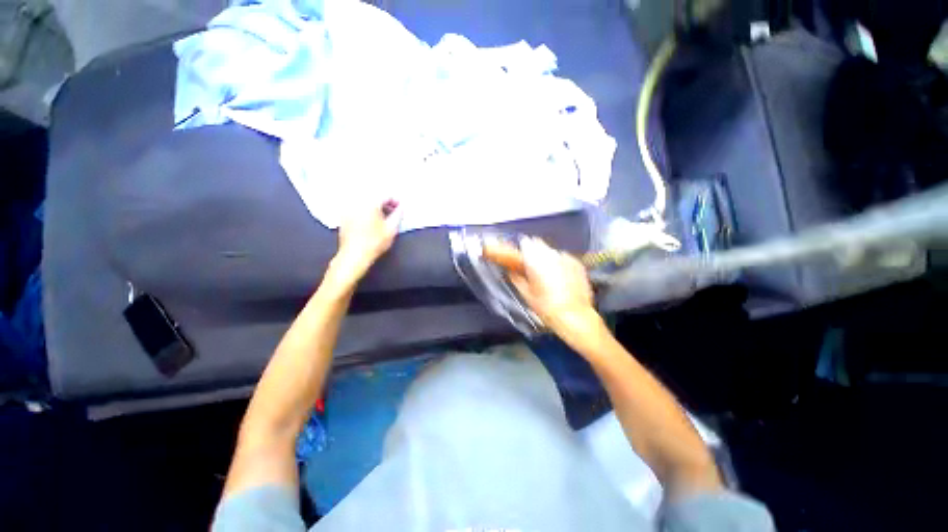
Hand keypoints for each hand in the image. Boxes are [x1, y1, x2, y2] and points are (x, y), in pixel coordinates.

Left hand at [331, 199, 401, 284]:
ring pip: (366, 202)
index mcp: (370, 203)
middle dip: (385, 203)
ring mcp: (348, 209)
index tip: (401, 208)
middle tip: (394, 212)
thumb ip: (398, 215)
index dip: (396, 200)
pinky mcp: (344, 217)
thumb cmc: (375, 242)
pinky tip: (372, 221)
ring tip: (383, 217)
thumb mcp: (392, 229)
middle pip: (375, 196)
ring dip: (376, 207)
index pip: (386, 195)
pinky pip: (358, 208)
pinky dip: (366, 211)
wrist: (354, 255)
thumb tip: (402, 207)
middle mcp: (358, 202)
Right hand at [503, 238, 601, 341]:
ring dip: (545, 258)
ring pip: (551, 251)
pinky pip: (563, 258)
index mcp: (536, 260)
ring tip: (547, 275)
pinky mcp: (577, 263)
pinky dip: (559, 264)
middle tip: (530, 268)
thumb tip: (511, 270)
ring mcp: (566, 257)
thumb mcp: (526, 294)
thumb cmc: (546, 307)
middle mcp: (551, 254)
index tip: (515, 257)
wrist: (575, 316)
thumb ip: (516, 277)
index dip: (519, 249)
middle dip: (532, 252)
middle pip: (538, 244)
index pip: (524, 243)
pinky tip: (560, 278)